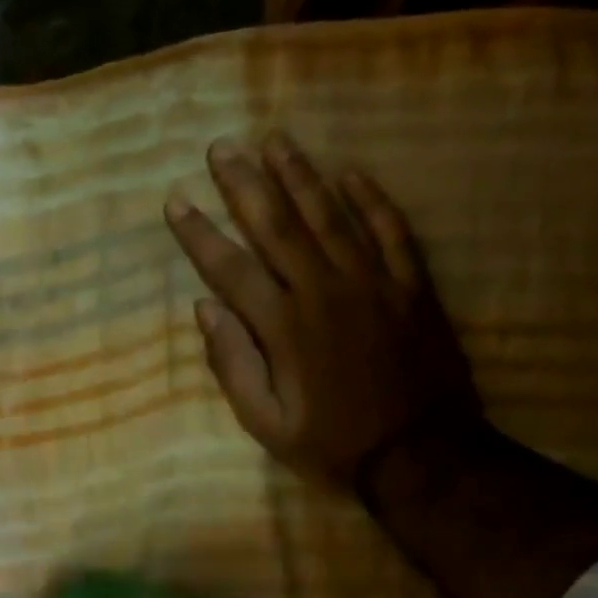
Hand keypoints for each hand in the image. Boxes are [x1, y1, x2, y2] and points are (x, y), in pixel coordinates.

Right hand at [165, 131, 480, 487]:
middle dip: (245, 184)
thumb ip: (234, 367)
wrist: (422, 455)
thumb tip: (205, 310)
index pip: (230, 268)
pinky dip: (372, 199)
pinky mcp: (412, 286)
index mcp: (284, 327)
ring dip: (301, 175)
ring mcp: (373, 283)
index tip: (175, 202)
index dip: (199, 234)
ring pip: (331, 215)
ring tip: (275, 141)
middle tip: (222, 147)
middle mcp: (324, 291)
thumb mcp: (268, 425)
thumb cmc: (334, 445)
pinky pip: (391, 230)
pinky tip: (352, 173)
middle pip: (278, 225)